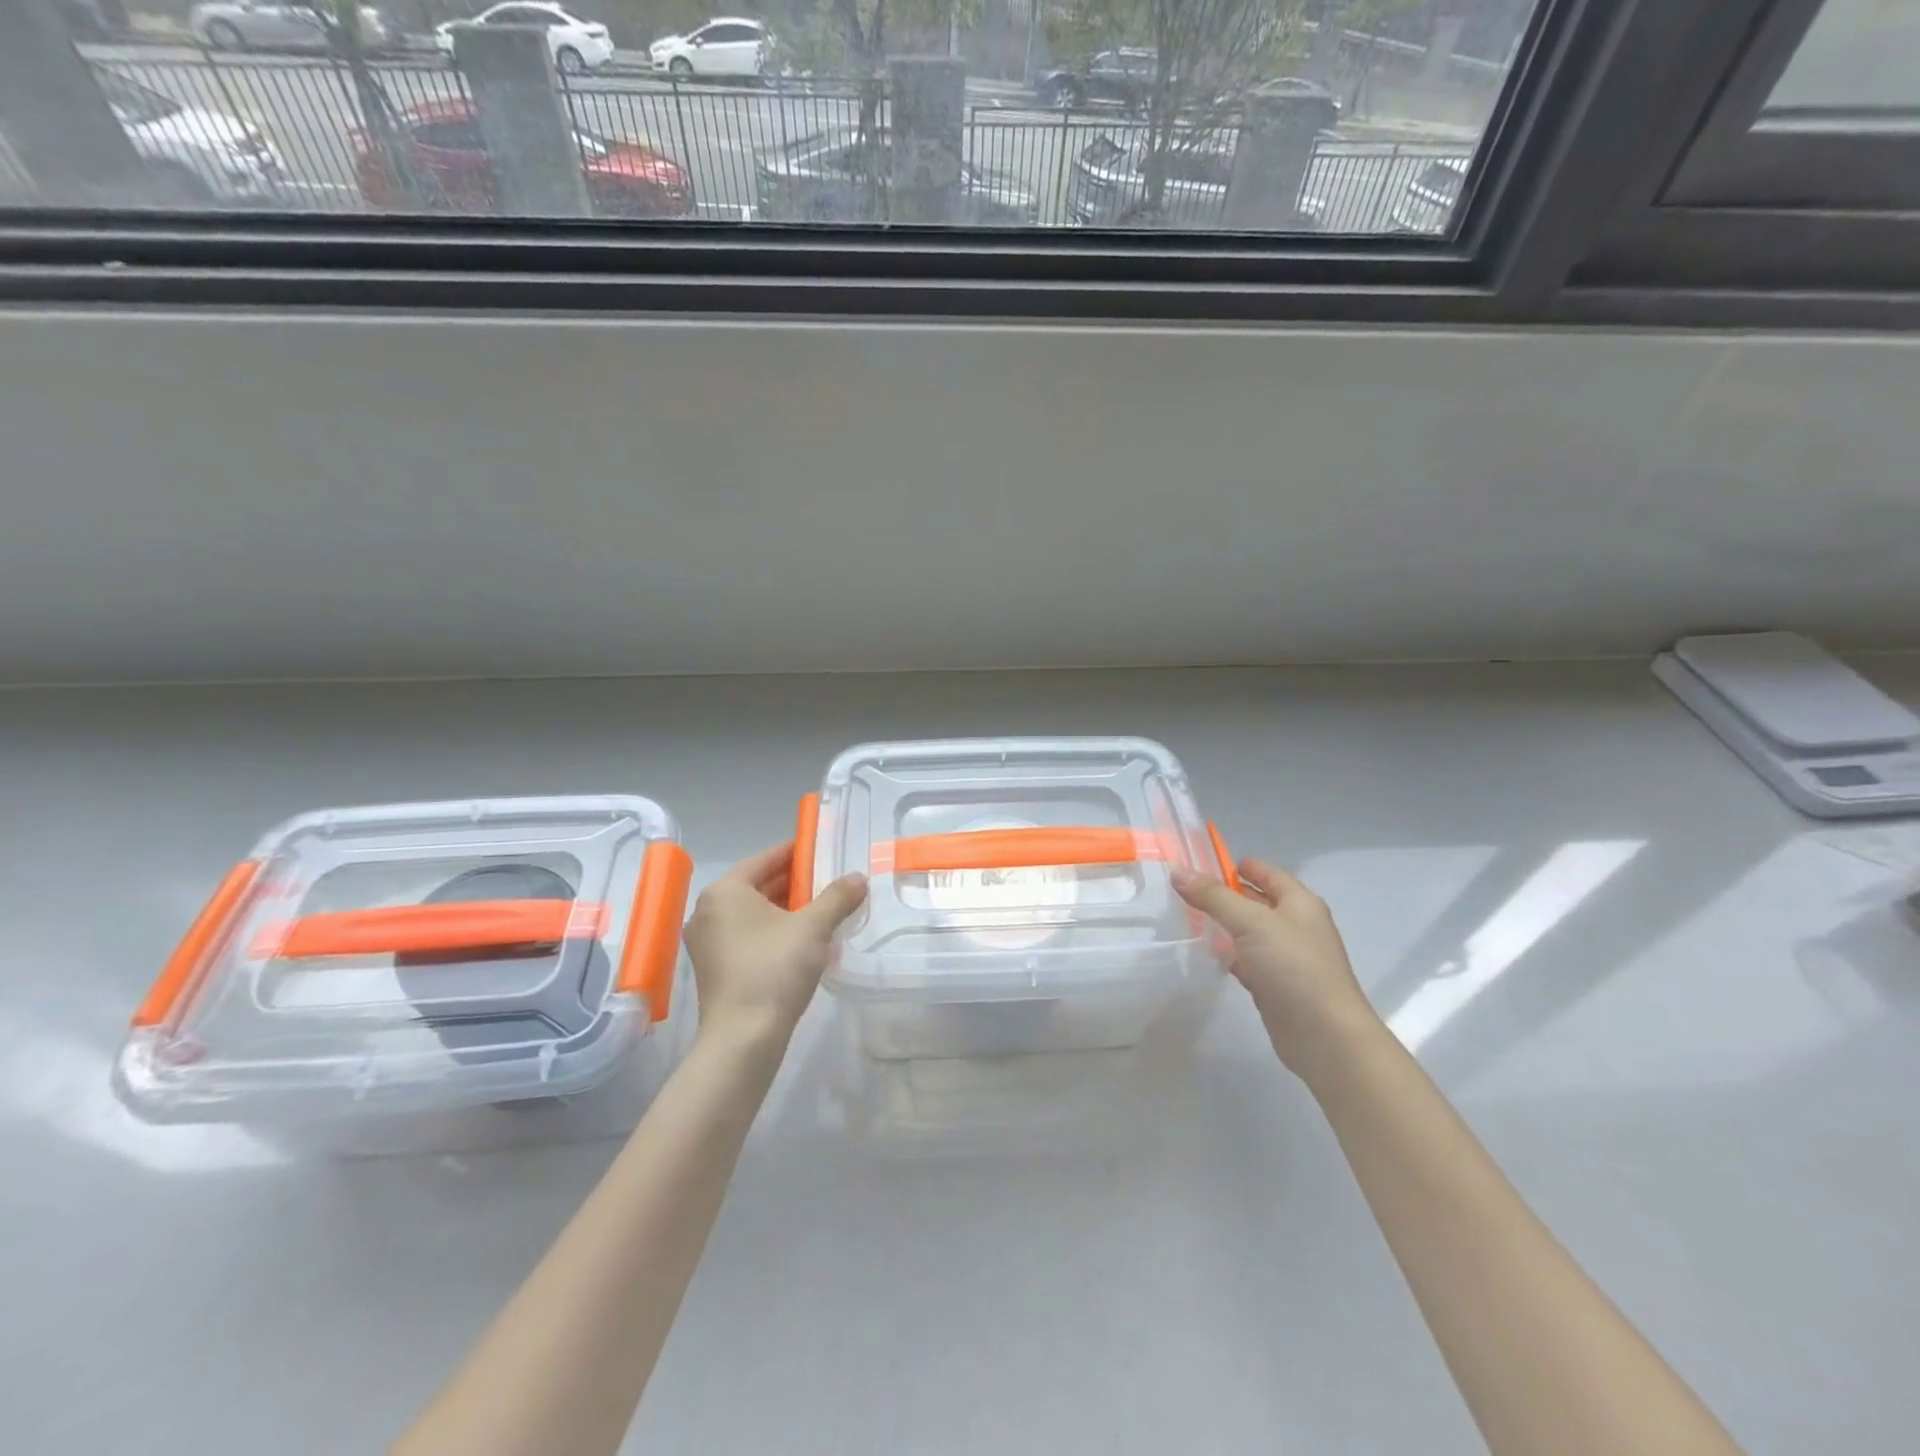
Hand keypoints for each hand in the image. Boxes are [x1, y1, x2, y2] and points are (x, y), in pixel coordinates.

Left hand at [682, 843, 867, 1048]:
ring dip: (786, 909)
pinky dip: (773, 931)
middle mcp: (708, 910)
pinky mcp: (714, 968)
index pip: (764, 859)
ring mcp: (707, 942)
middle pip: (757, 886)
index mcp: (725, 891)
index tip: (820, 849)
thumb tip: (858, 878)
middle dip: (794, 883)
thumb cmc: (774, 969)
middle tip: (829, 880)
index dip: (795, 852)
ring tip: (822, 909)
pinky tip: (804, 941)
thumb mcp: (813, 928)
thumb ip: (837, 897)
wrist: (743, 1038)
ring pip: (753, 913)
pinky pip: (747, 936)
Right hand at [1172, 858, 1377, 1079]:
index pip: (1268, 873)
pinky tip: (1207, 954)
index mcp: (1300, 903)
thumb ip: (1213, 897)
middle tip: (1187, 890)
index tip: (1205, 863)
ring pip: (1250, 932)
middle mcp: (1296, 926)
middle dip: (1226, 894)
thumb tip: (1178, 872)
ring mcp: (1288, 957)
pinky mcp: (1277, 985)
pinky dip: (1229, 954)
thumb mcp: (1251, 923)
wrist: (1325, 1036)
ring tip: (1188, 918)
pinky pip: (1248, 959)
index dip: (1240, 866)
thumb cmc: (1293, 967)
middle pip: (1258, 901)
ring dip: (1225, 925)